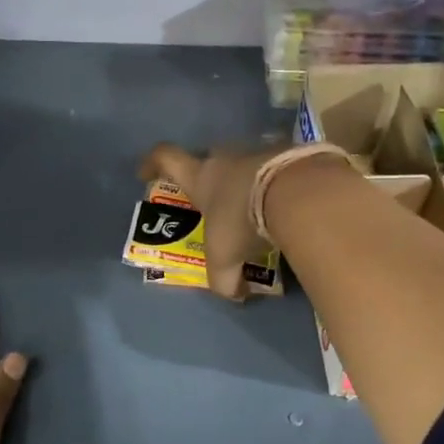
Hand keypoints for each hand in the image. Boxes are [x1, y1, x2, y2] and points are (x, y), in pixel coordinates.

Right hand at [139, 142, 282, 299]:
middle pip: (209, 158)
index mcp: (201, 176)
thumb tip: (235, 294)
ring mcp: (259, 149)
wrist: (298, 193)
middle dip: (210, 177)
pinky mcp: (291, 151)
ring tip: (259, 204)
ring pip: (247, 161)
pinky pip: (279, 165)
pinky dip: (279, 181)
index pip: (165, 158)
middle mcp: (226, 157)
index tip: (146, 173)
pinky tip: (289, 202)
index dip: (152, 163)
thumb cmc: (243, 221)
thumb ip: (224, 281)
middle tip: (217, 201)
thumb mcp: (225, 259)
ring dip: (249, 180)